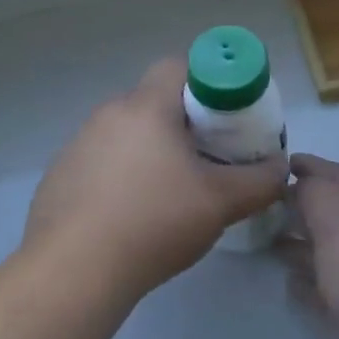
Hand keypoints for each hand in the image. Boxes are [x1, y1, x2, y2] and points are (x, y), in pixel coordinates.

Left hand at [25, 59, 287, 296]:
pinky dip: (118, 178)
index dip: (207, 83)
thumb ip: (260, 181)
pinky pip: (99, 163)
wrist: (74, 271)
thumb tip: (280, 168)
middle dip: (182, 124)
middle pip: (153, 102)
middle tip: (205, 159)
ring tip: (168, 194)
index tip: (224, 119)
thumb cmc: (154, 221)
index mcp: (146, 107)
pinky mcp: (58, 177)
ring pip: (125, 134)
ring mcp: (76, 145)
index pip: (178, 66)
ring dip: (149, 152)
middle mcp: (107, 115)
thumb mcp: (221, 202)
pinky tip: (129, 217)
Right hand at [283, 154, 338, 338]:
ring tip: (267, 237)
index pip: (338, 173)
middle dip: (302, 199)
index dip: (309, 165)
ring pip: (331, 242)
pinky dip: (309, 272)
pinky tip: (289, 279)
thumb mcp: (338, 222)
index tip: (276, 165)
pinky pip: (330, 278)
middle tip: (264, 202)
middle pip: (334, 206)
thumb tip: (301, 184)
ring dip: (302, 235)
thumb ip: (317, 193)